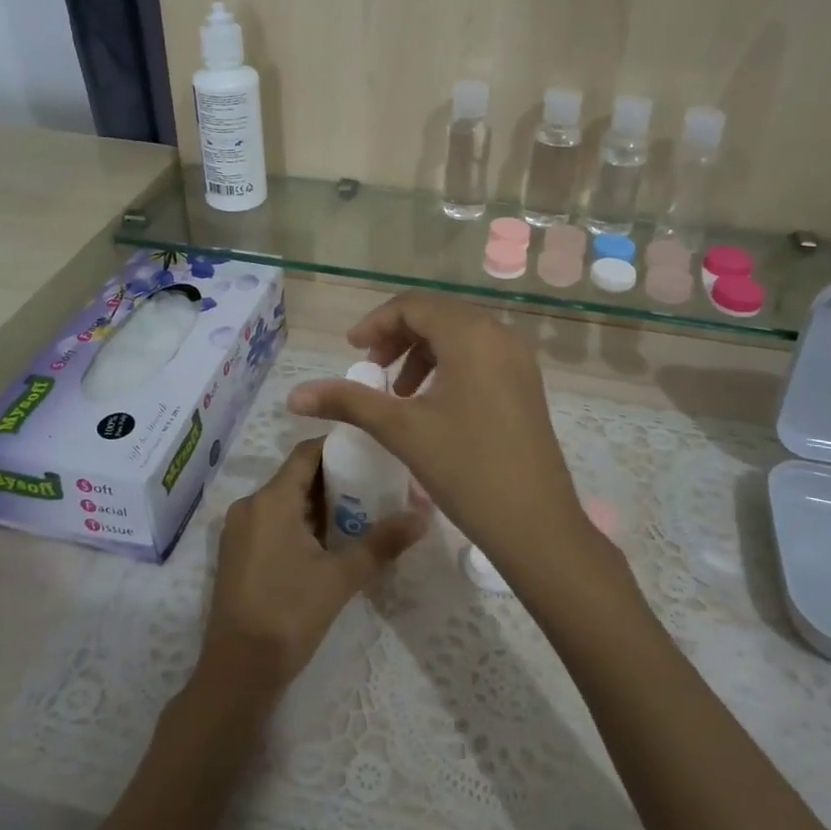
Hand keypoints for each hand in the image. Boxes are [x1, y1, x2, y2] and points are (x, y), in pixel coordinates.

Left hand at [197, 438, 428, 705]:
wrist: (237, 674)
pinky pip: (274, 521)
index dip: (339, 447)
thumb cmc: (288, 615)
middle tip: (377, 484)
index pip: (307, 452)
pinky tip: (331, 541)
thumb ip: (381, 543)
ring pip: (286, 500)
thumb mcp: (340, 578)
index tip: (373, 451)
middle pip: (297, 475)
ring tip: (362, 511)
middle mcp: (250, 505)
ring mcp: (240, 530)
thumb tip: (423, 516)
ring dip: (321, 503)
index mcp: (271, 499)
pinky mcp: (238, 553)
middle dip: (336, 478)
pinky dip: (302, 522)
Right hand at [286, 293, 586, 571]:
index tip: (351, 351)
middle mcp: (499, 334)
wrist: (536, 524)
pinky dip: (447, 366)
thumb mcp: (401, 429)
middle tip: (371, 369)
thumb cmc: (466, 468)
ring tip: (398, 392)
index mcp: (470, 334)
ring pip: (458, 335)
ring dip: (421, 353)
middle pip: (437, 315)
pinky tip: (431, 404)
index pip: (413, 305)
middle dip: (397, 337)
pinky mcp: (525, 383)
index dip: (376, 323)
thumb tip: (295, 394)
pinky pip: (479, 355)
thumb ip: (347, 401)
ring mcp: (518, 358)